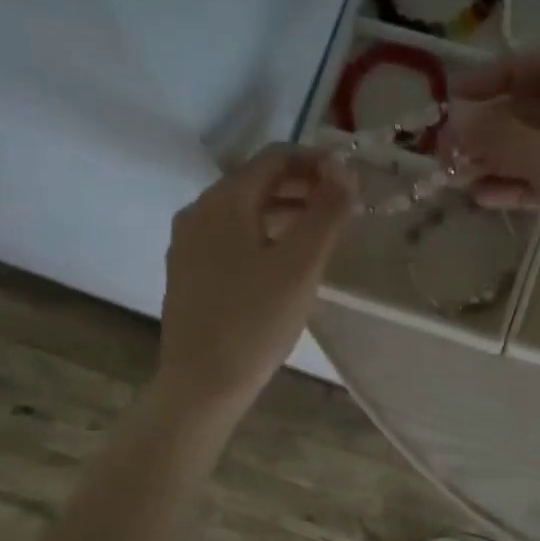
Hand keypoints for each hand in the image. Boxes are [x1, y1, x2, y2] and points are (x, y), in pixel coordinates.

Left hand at [154, 144, 354, 419]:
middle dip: (302, 187)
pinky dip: (263, 235)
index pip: (275, 158)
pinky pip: (231, 238)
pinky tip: (283, 262)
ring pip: (243, 211)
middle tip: (341, 208)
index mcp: (224, 201)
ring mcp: (189, 244)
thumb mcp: (300, 266)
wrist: (203, 382)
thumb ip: (326, 213)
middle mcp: (199, 211)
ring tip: (320, 234)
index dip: (316, 162)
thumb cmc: (256, 321)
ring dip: (284, 212)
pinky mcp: (189, 273)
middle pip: (256, 182)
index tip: (350, 182)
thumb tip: (345, 170)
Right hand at [446, 51, 539, 273]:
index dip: (497, 75)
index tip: (454, 97)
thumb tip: (457, 118)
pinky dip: (516, 187)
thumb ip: (502, 137)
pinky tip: (483, 199)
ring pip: (539, 150)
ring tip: (455, 177)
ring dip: (497, 160)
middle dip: (491, 126)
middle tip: (446, 147)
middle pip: (537, 109)